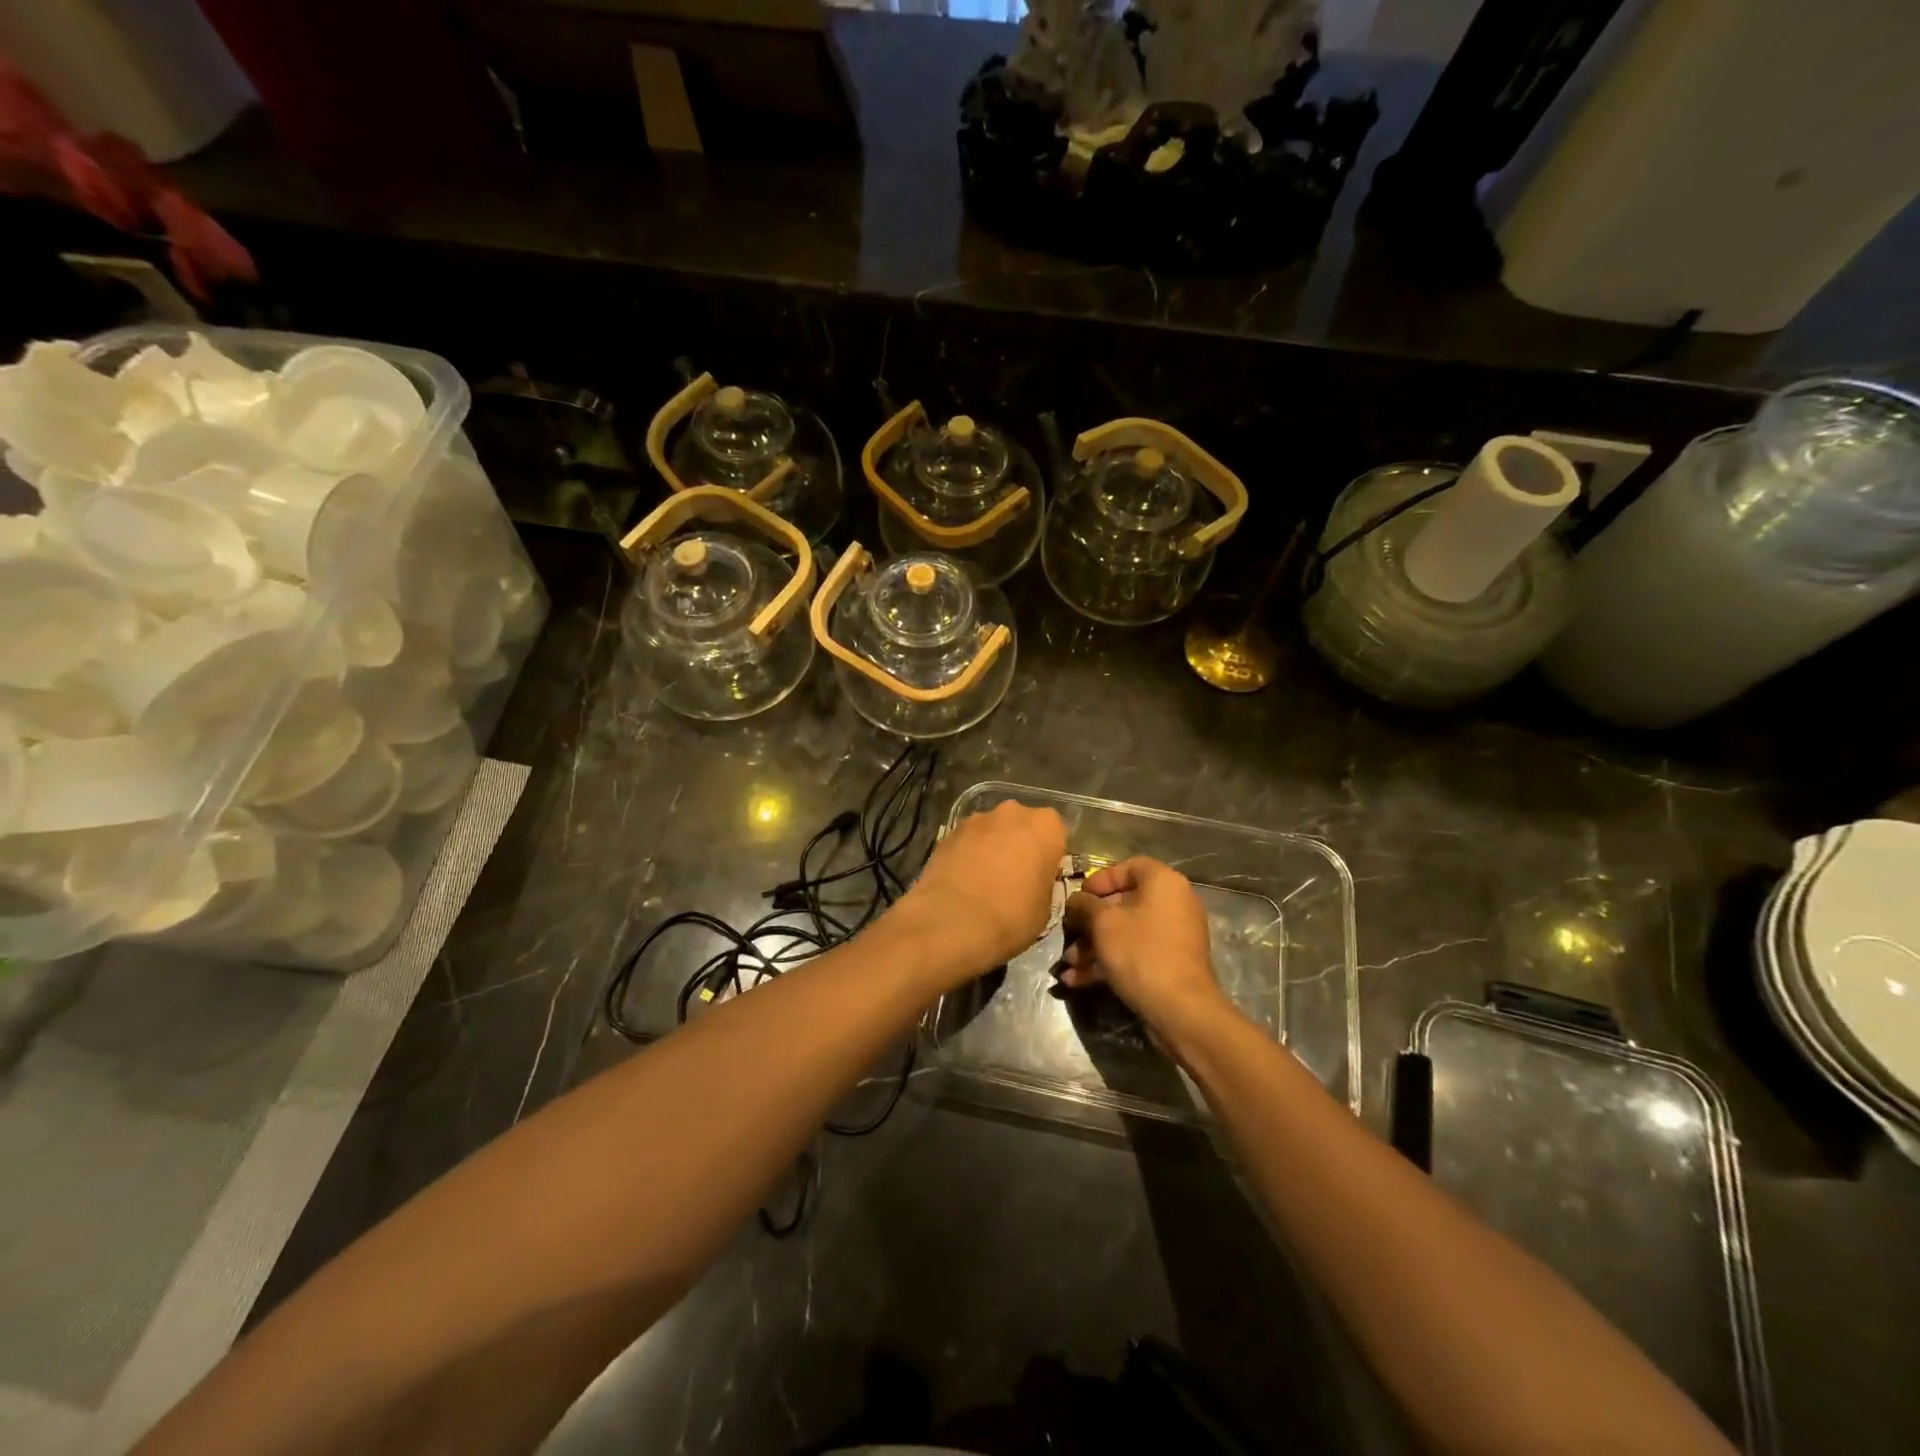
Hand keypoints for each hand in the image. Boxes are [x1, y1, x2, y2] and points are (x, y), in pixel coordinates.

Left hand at [894, 801, 1066, 982]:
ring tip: (985, 881)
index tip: (1044, 876)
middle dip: (1020, 845)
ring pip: (993, 830)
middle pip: (1023, 825)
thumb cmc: (1011, 916)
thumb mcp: (1045, 908)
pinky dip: (969, 854)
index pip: (1058, 833)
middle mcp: (1012, 812)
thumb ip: (1044, 882)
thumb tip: (1033, 880)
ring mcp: (977, 819)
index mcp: (1046, 826)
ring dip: (993, 847)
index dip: (1051, 855)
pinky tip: (964, 881)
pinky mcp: (948, 831)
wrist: (951, 923)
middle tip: (1016, 877)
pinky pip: (968, 841)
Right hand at [1061, 857, 1226, 1034]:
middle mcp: (1174, 903)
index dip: (1100, 880)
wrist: (1180, 1009)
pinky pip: (1136, 953)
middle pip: (1124, 904)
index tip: (1079, 897)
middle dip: (1090, 923)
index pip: (1129, 867)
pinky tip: (1077, 981)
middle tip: (1069, 934)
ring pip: (1126, 932)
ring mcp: (1174, 936)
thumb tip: (1076, 900)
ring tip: (1068, 965)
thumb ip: (1084, 905)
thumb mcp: (1103, 923)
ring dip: (1094, 947)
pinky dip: (1109, 963)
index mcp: (1163, 883)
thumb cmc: (1140, 952)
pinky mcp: (1171, 963)